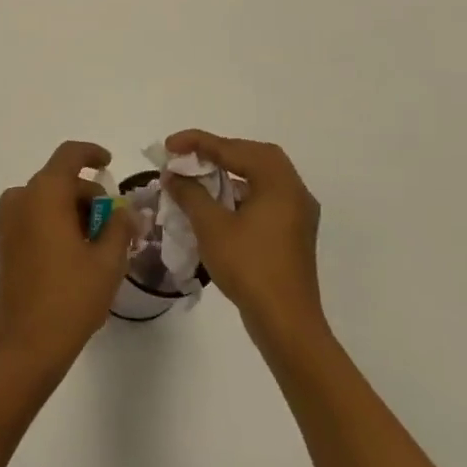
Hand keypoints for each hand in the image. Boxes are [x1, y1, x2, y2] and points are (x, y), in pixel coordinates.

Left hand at [0, 140, 137, 373]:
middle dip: (90, 196)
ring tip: (100, 245)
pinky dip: (57, 223)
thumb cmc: (70, 297)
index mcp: (45, 193)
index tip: (110, 164)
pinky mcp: (5, 242)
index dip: (92, 153)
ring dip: (74, 212)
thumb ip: (119, 226)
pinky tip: (77, 254)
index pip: (69, 155)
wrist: (25, 344)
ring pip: (48, 200)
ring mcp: (9, 221)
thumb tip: (123, 211)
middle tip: (116, 225)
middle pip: (61, 180)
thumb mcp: (107, 261)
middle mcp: (21, 198)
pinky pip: (35, 217)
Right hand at [163, 130, 324, 345]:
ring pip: (261, 177)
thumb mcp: (212, 227)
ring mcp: (297, 213)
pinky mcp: (292, 233)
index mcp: (279, 183)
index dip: (198, 142)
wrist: (286, 324)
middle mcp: (294, 191)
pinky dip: (240, 191)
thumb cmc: (249, 268)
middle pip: (254, 156)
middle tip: (188, 155)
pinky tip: (217, 202)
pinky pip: (264, 197)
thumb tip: (173, 175)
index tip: (169, 145)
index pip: (235, 149)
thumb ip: (190, 194)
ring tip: (198, 175)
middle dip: (218, 151)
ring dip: (230, 171)